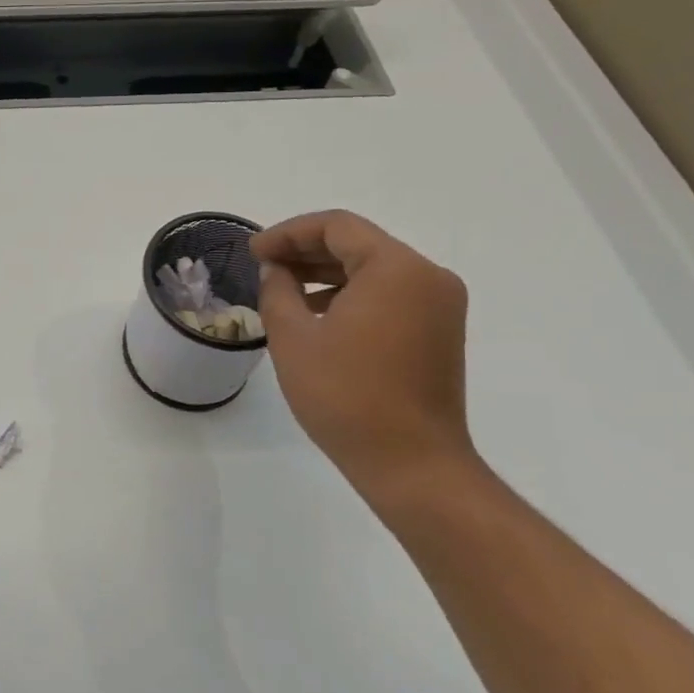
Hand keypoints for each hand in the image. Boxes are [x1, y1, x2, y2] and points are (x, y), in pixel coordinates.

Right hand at [252, 210, 476, 507]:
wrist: (412, 465)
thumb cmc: (346, 396)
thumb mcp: (293, 338)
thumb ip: (277, 290)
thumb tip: (276, 270)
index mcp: (396, 268)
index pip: (336, 227)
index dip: (288, 233)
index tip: (254, 252)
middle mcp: (427, 276)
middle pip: (358, 243)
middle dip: (306, 250)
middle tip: (263, 265)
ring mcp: (439, 305)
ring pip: (374, 268)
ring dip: (326, 272)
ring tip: (283, 288)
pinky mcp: (440, 331)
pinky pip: (390, 293)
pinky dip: (352, 293)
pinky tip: (317, 313)